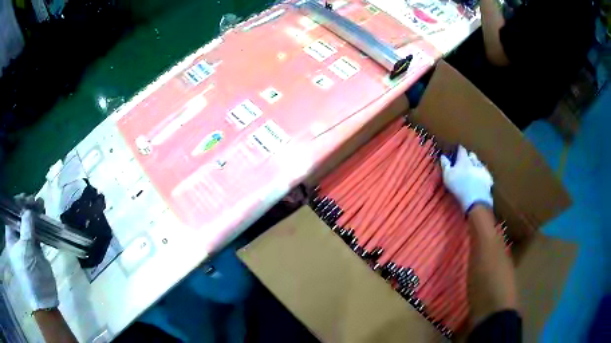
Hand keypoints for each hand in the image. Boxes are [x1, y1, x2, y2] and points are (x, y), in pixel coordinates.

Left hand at [5, 196, 58, 310]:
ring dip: (33, 215)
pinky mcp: (31, 254)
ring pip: (26, 225)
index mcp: (9, 237)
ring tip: (41, 206)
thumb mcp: (27, 249)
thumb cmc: (30, 276)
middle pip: (18, 218)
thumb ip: (26, 226)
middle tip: (36, 202)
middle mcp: (14, 239)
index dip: (18, 203)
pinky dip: (37, 227)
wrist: (43, 303)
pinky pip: (32, 235)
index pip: (11, 213)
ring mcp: (23, 247)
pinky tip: (42, 219)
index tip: (28, 198)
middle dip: (26, 208)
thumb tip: (28, 209)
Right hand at [440, 145, 492, 212]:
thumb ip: (445, 165)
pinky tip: (481, 178)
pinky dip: (483, 174)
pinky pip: (486, 173)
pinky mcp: (489, 178)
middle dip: (469, 156)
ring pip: (479, 163)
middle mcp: (474, 162)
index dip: (459, 149)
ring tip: (473, 169)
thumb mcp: (447, 176)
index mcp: (463, 160)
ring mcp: (483, 170)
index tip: (457, 150)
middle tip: (465, 160)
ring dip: (476, 164)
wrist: (475, 199)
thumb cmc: (459, 187)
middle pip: (472, 155)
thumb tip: (443, 156)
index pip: (461, 150)